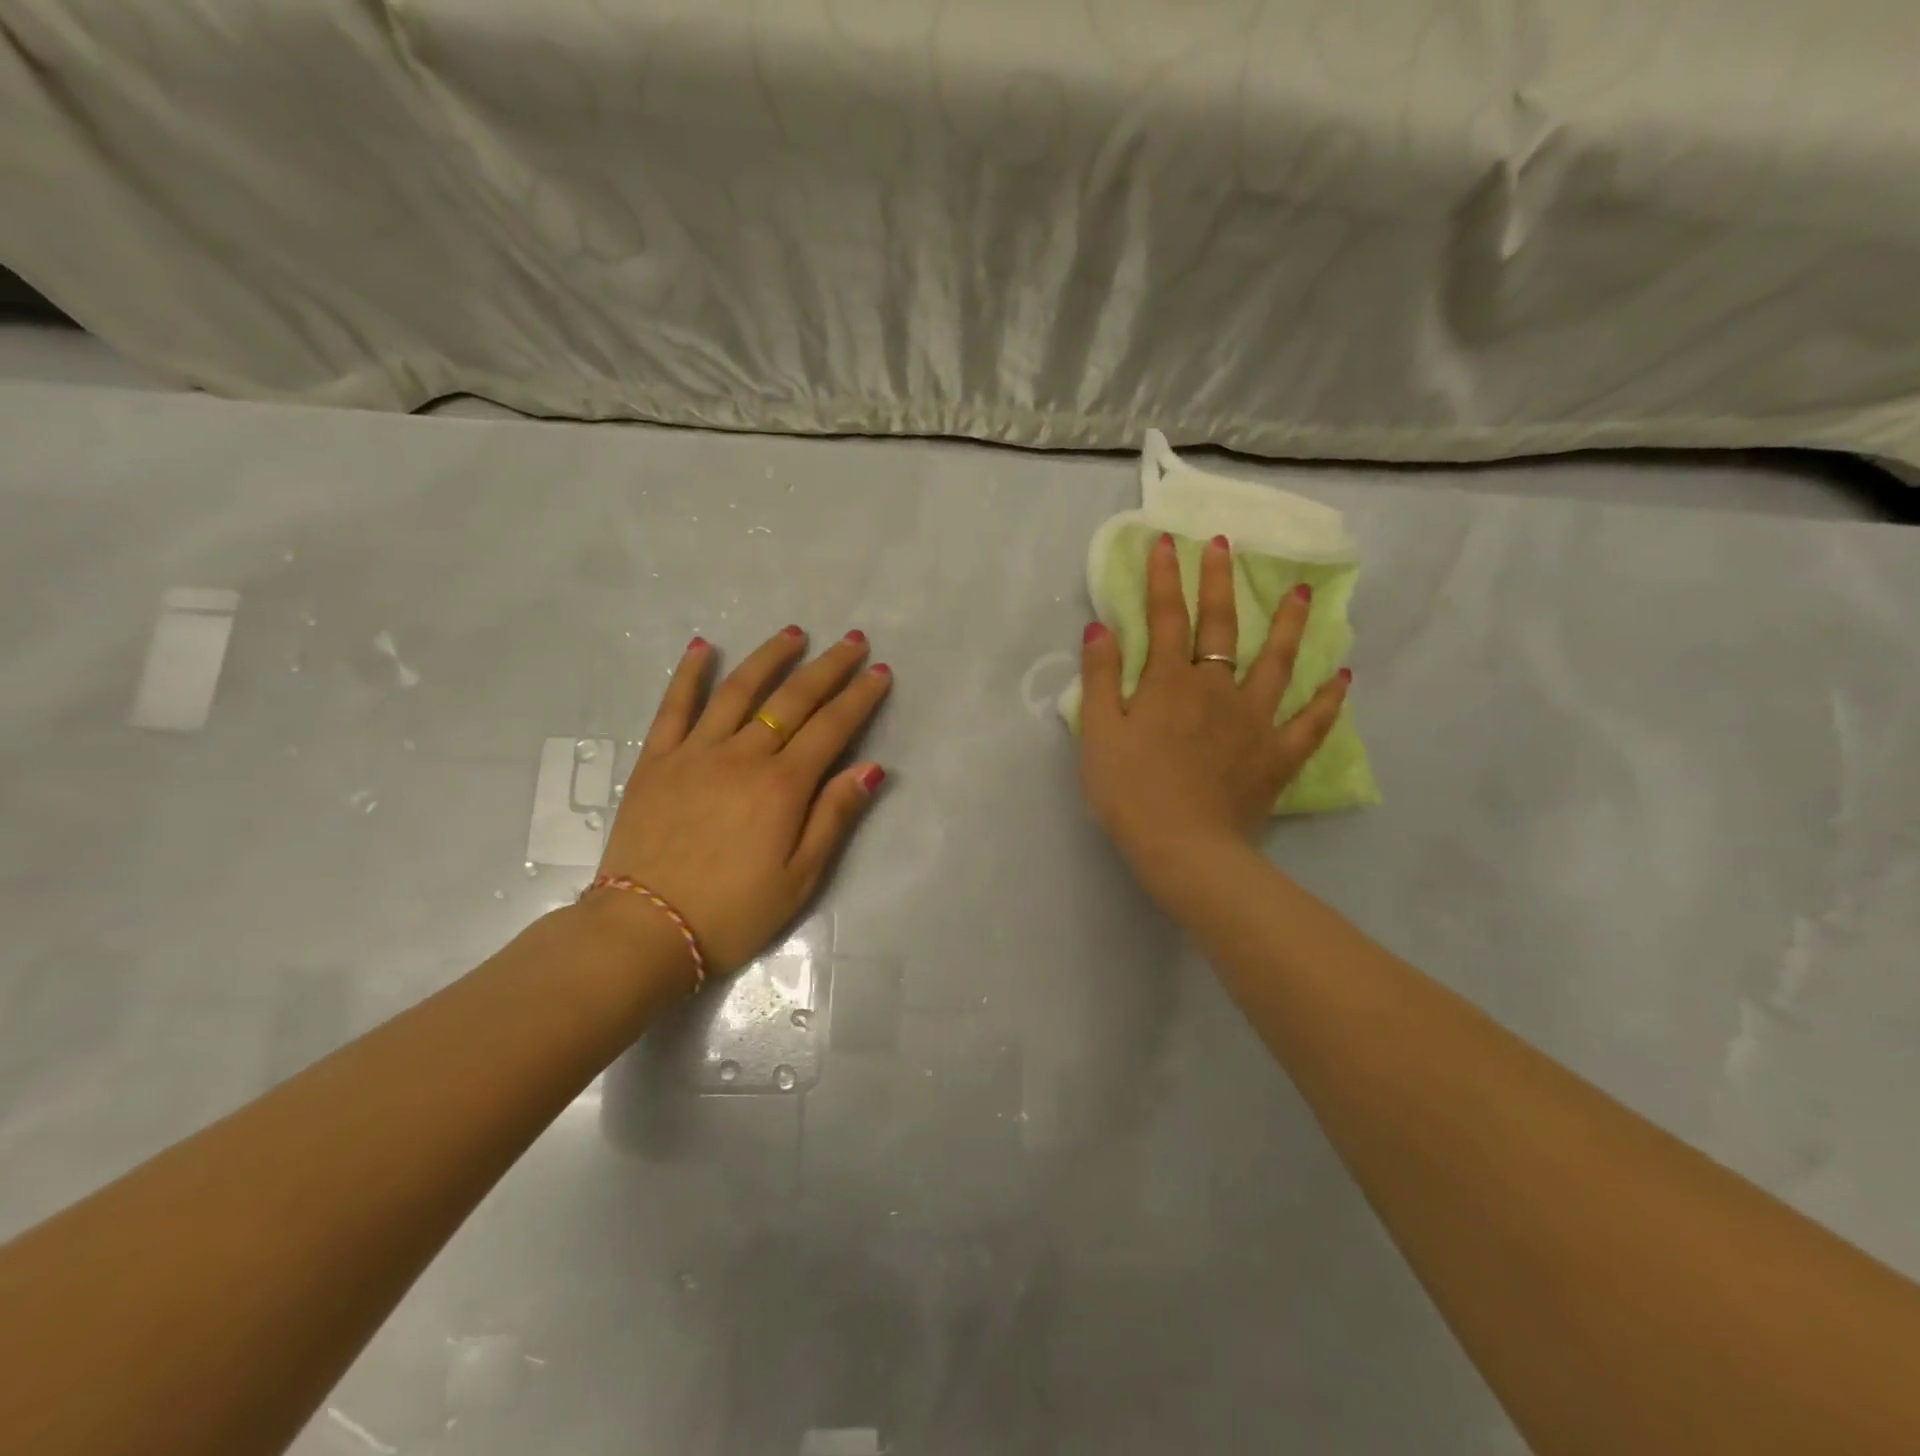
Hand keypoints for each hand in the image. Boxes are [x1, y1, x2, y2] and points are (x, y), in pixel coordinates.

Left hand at [586, 626, 891, 979]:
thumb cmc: (733, 912)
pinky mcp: (656, 760)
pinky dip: (690, 674)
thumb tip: (871, 768)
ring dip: (770, 657)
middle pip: (793, 699)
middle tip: (853, 641)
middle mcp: (743, 756)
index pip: (832, 727)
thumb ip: (834, 817)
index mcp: (782, 786)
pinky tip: (704, 647)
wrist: (645, 931)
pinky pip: (674, 706)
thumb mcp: (800, 878)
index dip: (860, 697)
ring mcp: (695, 753)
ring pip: (739, 690)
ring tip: (794, 633)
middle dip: (828, 667)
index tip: (880, 671)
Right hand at [1078, 532, 1347, 894]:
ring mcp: (1254, 720)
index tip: (1166, 542)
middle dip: (1220, 582)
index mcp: (1169, 682)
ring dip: (1288, 624)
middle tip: (1225, 544)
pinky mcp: (1277, 754)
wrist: (1183, 848)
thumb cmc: (1130, 791)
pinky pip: (1310, 723)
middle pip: (1221, 626)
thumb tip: (1100, 628)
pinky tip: (1344, 678)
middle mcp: (1216, 688)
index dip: (1164, 578)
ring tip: (1302, 593)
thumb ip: (1100, 678)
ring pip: (1276, 662)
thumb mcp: (1098, 733)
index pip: (1166, 617)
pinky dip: (1328, 700)